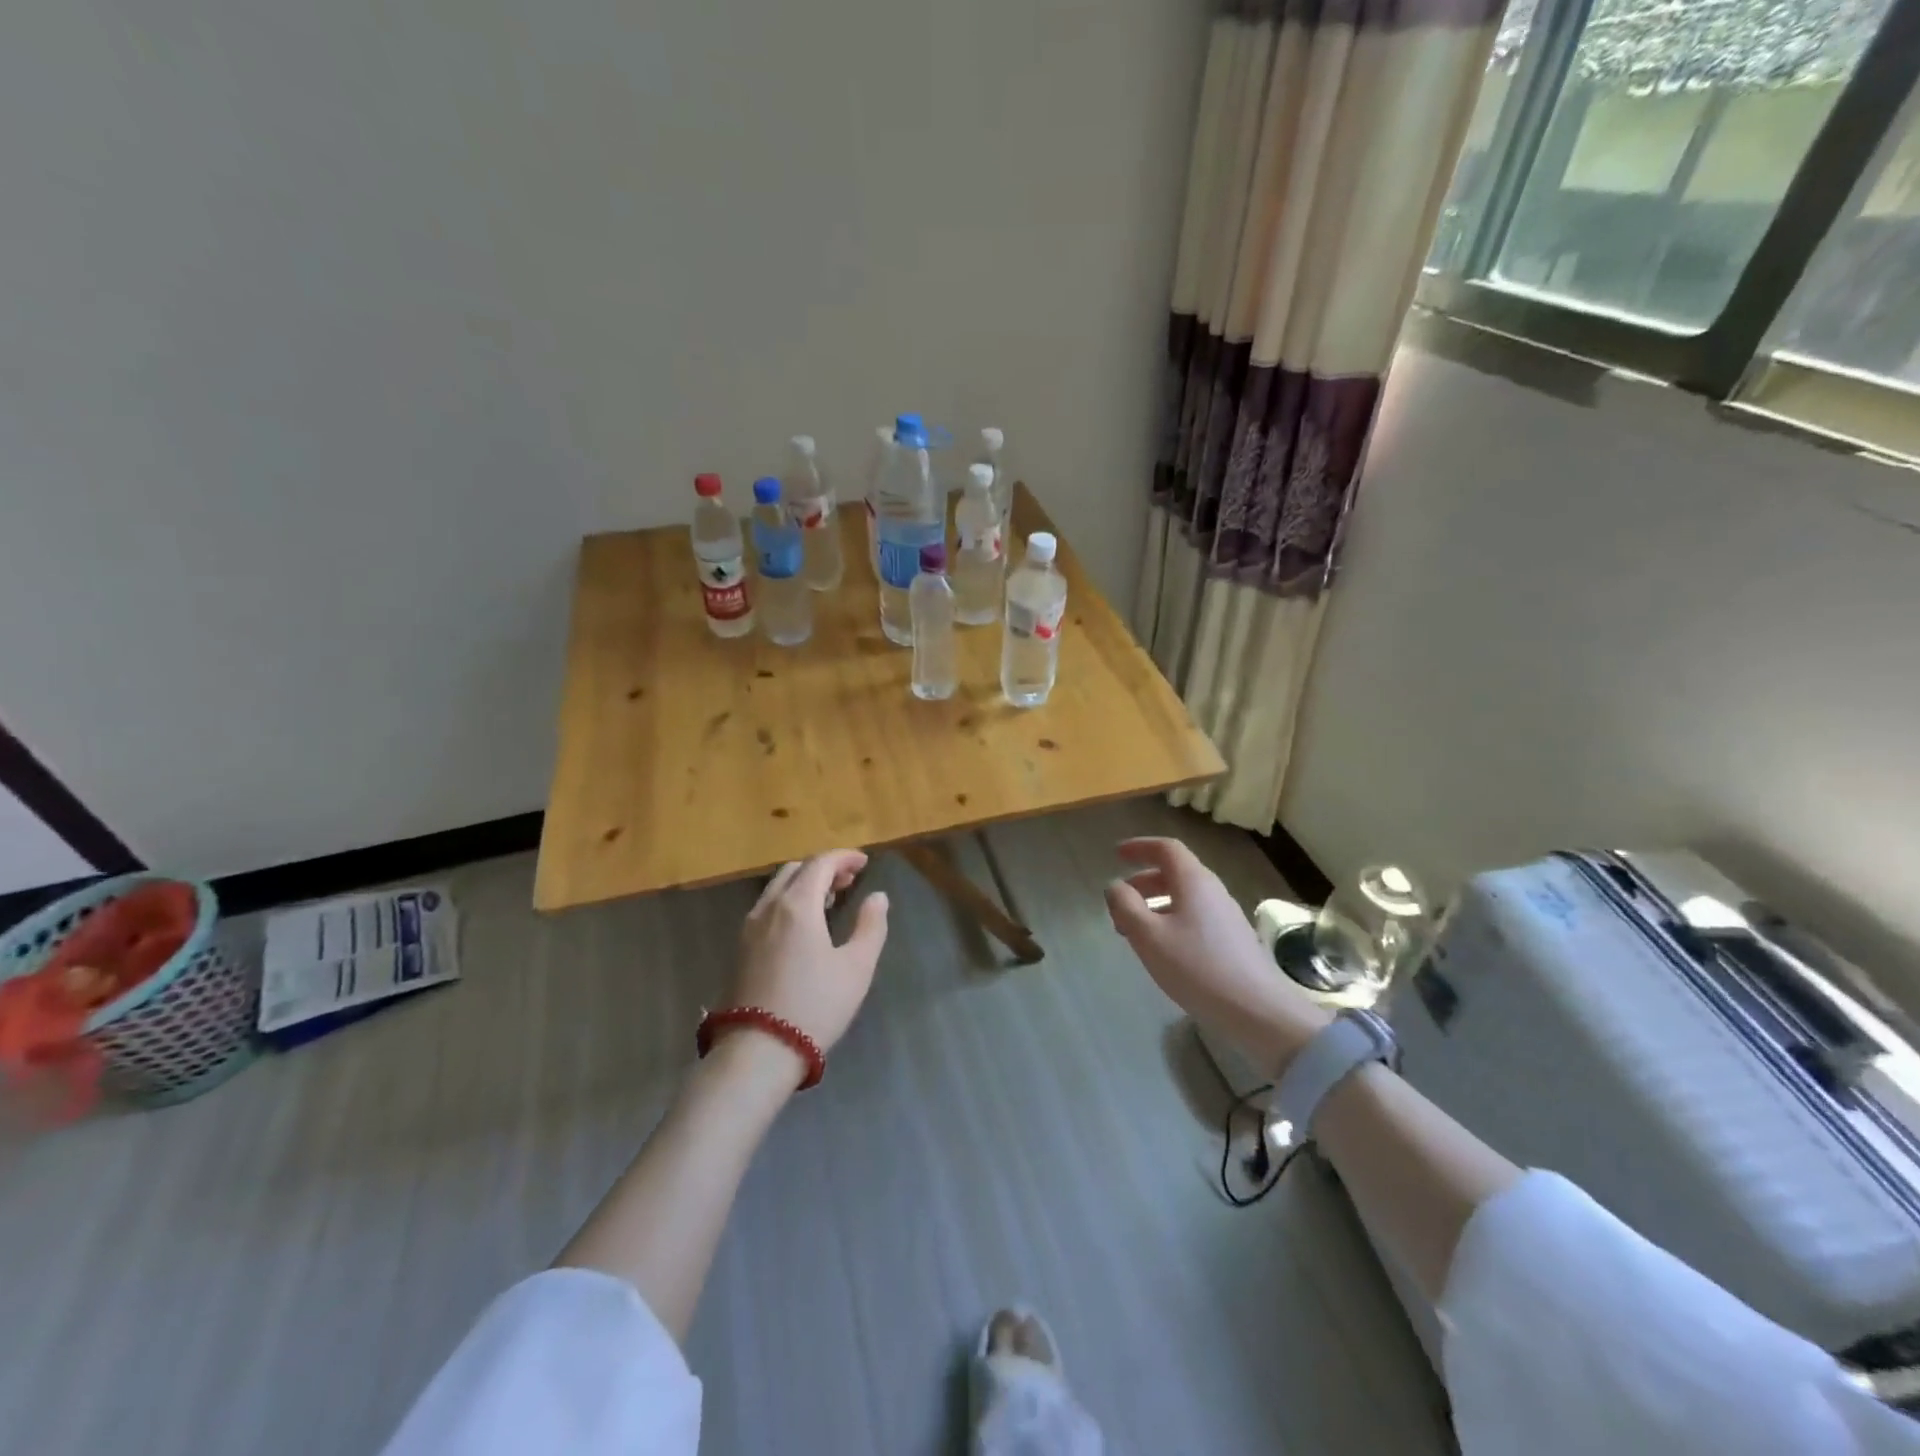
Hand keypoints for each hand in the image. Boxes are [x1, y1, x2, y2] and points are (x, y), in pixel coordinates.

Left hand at [730, 851, 889, 1060]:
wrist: (759, 1050)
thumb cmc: (815, 1005)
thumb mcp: (856, 967)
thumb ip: (871, 926)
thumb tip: (878, 897)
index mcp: (797, 905)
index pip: (820, 863)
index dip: (844, 857)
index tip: (864, 862)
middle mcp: (769, 907)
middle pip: (795, 870)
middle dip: (824, 867)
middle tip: (849, 879)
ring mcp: (750, 927)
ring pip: (777, 888)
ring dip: (804, 883)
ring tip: (829, 899)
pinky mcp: (741, 948)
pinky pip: (767, 907)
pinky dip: (788, 901)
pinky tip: (803, 924)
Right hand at [1104, 837, 1328, 1072]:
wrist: (1257, 1011)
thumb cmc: (1196, 967)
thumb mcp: (1148, 936)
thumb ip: (1125, 905)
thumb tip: (1115, 886)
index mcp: (1193, 881)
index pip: (1166, 848)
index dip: (1140, 847)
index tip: (1117, 854)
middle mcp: (1212, 891)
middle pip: (1175, 872)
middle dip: (1143, 881)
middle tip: (1120, 901)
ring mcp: (1226, 916)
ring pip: (1185, 897)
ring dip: (1156, 904)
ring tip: (1134, 930)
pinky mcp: (1233, 940)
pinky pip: (1195, 916)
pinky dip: (1172, 920)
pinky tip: (1163, 949)